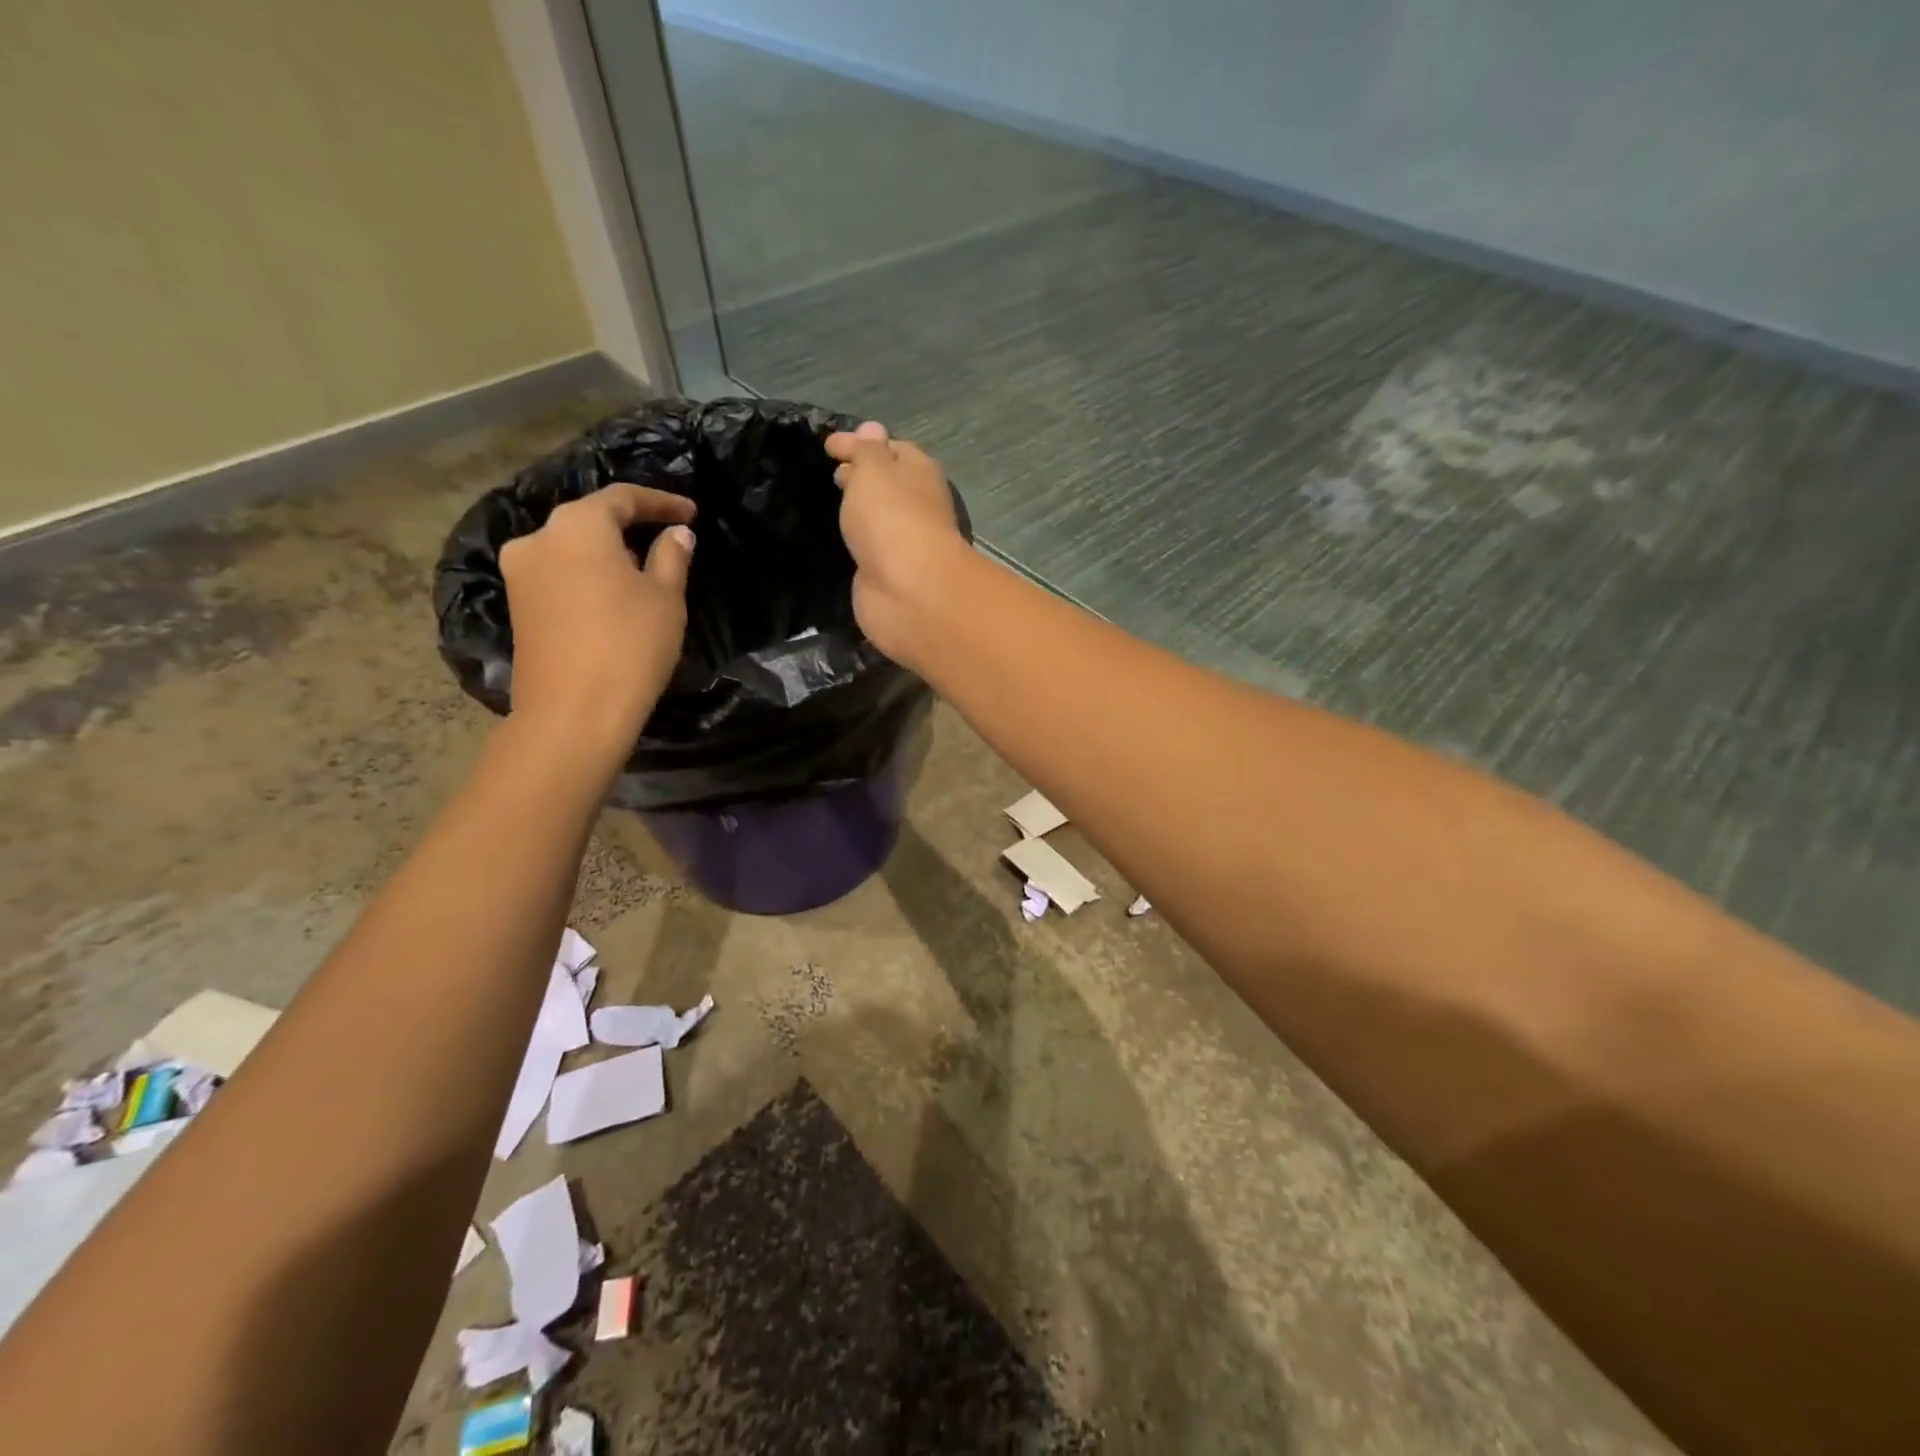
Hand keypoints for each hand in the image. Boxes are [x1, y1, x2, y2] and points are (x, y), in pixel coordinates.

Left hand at [498, 484, 695, 763]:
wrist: (574, 712)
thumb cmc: (630, 645)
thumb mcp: (666, 598)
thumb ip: (672, 557)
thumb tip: (677, 534)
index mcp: (577, 525)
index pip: (623, 498)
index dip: (661, 502)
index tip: (691, 513)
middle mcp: (538, 537)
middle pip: (590, 519)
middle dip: (630, 525)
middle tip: (668, 539)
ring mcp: (520, 572)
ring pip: (572, 548)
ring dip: (607, 552)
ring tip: (643, 569)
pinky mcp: (517, 604)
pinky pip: (559, 574)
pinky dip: (588, 575)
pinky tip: (612, 594)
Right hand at [824, 423, 967, 665]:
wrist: (909, 592)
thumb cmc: (892, 520)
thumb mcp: (874, 472)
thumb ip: (867, 451)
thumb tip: (871, 429)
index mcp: (919, 473)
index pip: (893, 448)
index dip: (863, 444)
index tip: (829, 446)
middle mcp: (916, 506)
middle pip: (889, 485)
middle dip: (863, 477)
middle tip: (832, 475)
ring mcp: (904, 544)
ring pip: (880, 519)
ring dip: (861, 511)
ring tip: (831, 505)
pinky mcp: (889, 575)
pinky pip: (872, 549)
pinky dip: (859, 541)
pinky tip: (841, 540)